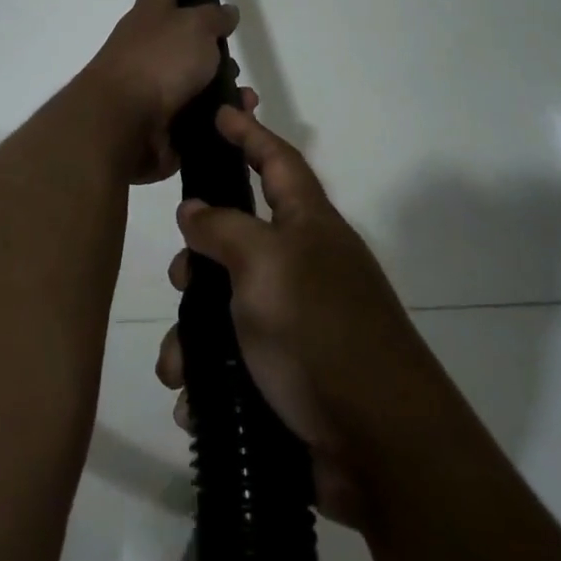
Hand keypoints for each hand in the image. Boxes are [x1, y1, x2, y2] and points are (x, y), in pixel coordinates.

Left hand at [80, 0, 239, 184]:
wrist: (121, 123)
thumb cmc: (158, 61)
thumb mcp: (194, 27)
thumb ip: (213, 17)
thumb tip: (225, 11)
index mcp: (150, 13)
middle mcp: (147, 45)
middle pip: (182, 35)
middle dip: (210, 41)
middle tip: (233, 46)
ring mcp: (151, 84)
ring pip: (194, 78)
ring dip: (221, 84)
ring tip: (244, 94)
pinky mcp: (160, 119)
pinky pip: (197, 114)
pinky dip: (218, 116)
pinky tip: (237, 118)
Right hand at [153, 103, 447, 529]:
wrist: (380, 449)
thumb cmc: (320, 334)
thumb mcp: (266, 266)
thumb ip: (224, 228)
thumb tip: (195, 210)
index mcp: (309, 228)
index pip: (277, 162)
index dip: (249, 133)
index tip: (219, 111)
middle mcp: (304, 268)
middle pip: (238, 240)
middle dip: (200, 260)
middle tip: (182, 282)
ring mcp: (296, 324)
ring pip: (224, 309)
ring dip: (193, 337)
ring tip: (180, 368)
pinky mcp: (286, 377)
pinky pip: (231, 363)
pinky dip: (209, 379)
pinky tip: (196, 403)